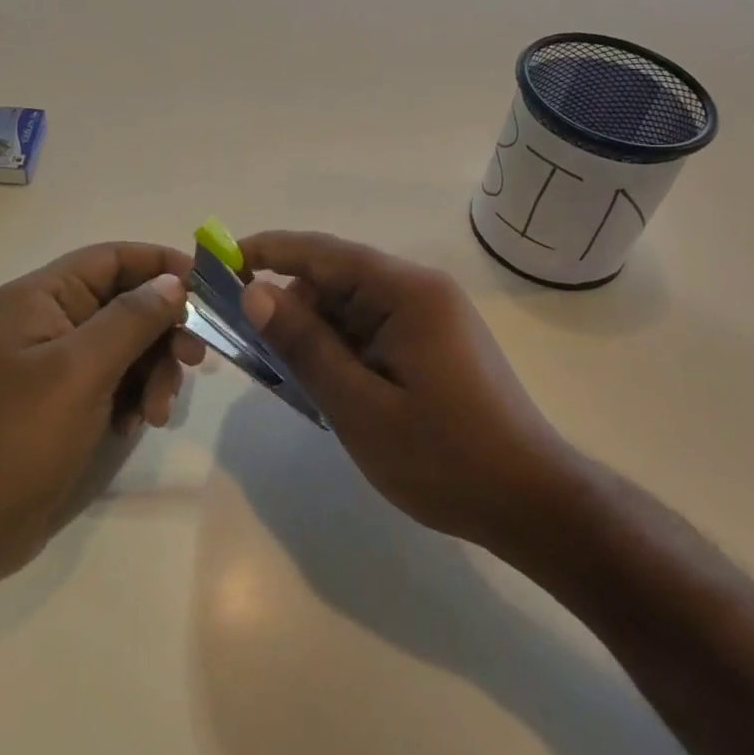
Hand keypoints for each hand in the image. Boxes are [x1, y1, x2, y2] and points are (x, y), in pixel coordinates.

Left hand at [0, 242, 204, 589]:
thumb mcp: (81, 370)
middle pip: (127, 302)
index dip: (162, 265)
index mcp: (42, 297)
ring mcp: (59, 363)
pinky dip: (137, 396)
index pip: (113, 258)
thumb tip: (174, 282)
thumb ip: (132, 319)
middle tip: (194, 359)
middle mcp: (51, 320)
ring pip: (129, 344)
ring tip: (158, 411)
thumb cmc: (19, 435)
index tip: (209, 289)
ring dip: (155, 371)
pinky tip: (137, 424)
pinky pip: (118, 380)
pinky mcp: (68, 400)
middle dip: (164, 329)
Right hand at [239, 231, 575, 551]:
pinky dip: (343, 350)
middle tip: (252, 350)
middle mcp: (421, 290)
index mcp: (407, 292)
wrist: (533, 502)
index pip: (324, 252)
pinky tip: (331, 388)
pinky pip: (373, 329)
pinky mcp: (435, 341)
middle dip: (291, 306)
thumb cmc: (444, 458)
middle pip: (337, 279)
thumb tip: (255, 292)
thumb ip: (305, 345)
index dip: (268, 251)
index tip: (220, 262)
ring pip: (352, 307)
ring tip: (294, 382)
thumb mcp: (359, 406)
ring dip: (317, 334)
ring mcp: (431, 315)